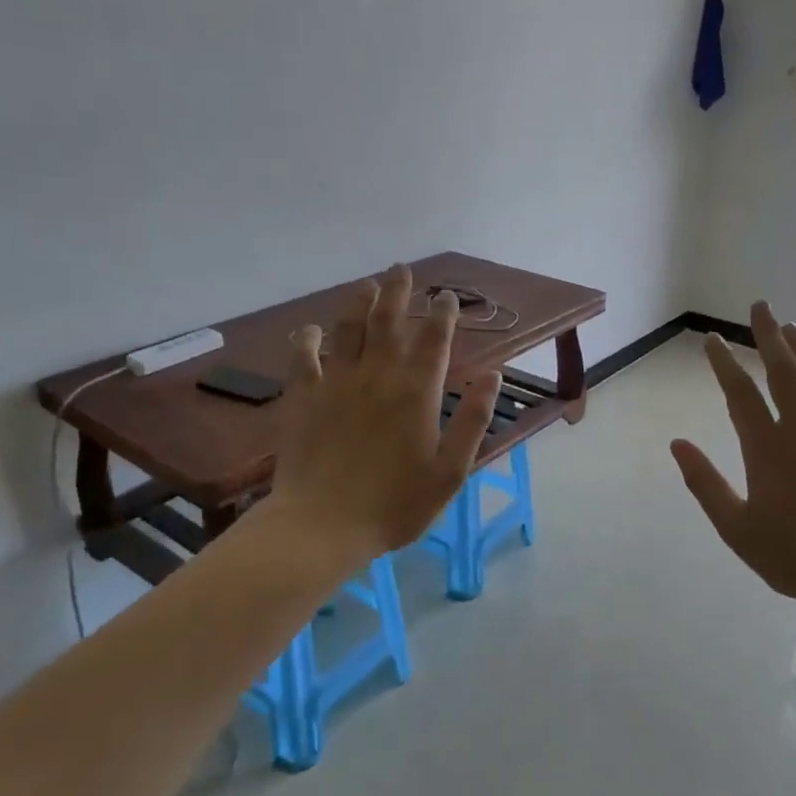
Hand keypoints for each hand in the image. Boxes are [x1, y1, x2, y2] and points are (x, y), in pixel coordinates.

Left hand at [267, 264, 500, 567]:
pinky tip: (310, 330)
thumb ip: (474, 419)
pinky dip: (307, 339)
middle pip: (389, 320)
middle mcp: (378, 375)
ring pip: (348, 329)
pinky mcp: (304, 397)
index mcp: (417, 391)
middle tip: (402, 270)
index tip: (447, 296)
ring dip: (359, 303)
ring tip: (368, 285)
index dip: (443, 313)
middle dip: (398, 292)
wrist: (324, 525)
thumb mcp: (451, 470)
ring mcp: (337, 382)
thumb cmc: (396, 504)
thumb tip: (492, 373)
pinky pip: (303, 357)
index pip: (435, 339)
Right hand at [670, 302, 795, 607]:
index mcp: (765, 448)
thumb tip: (677, 444)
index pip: (739, 392)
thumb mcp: (736, 528)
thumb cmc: (795, 554)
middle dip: (768, 335)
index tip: (712, 338)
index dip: (723, 362)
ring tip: (791, 325)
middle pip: (782, 370)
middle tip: (760, 306)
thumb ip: (704, 483)